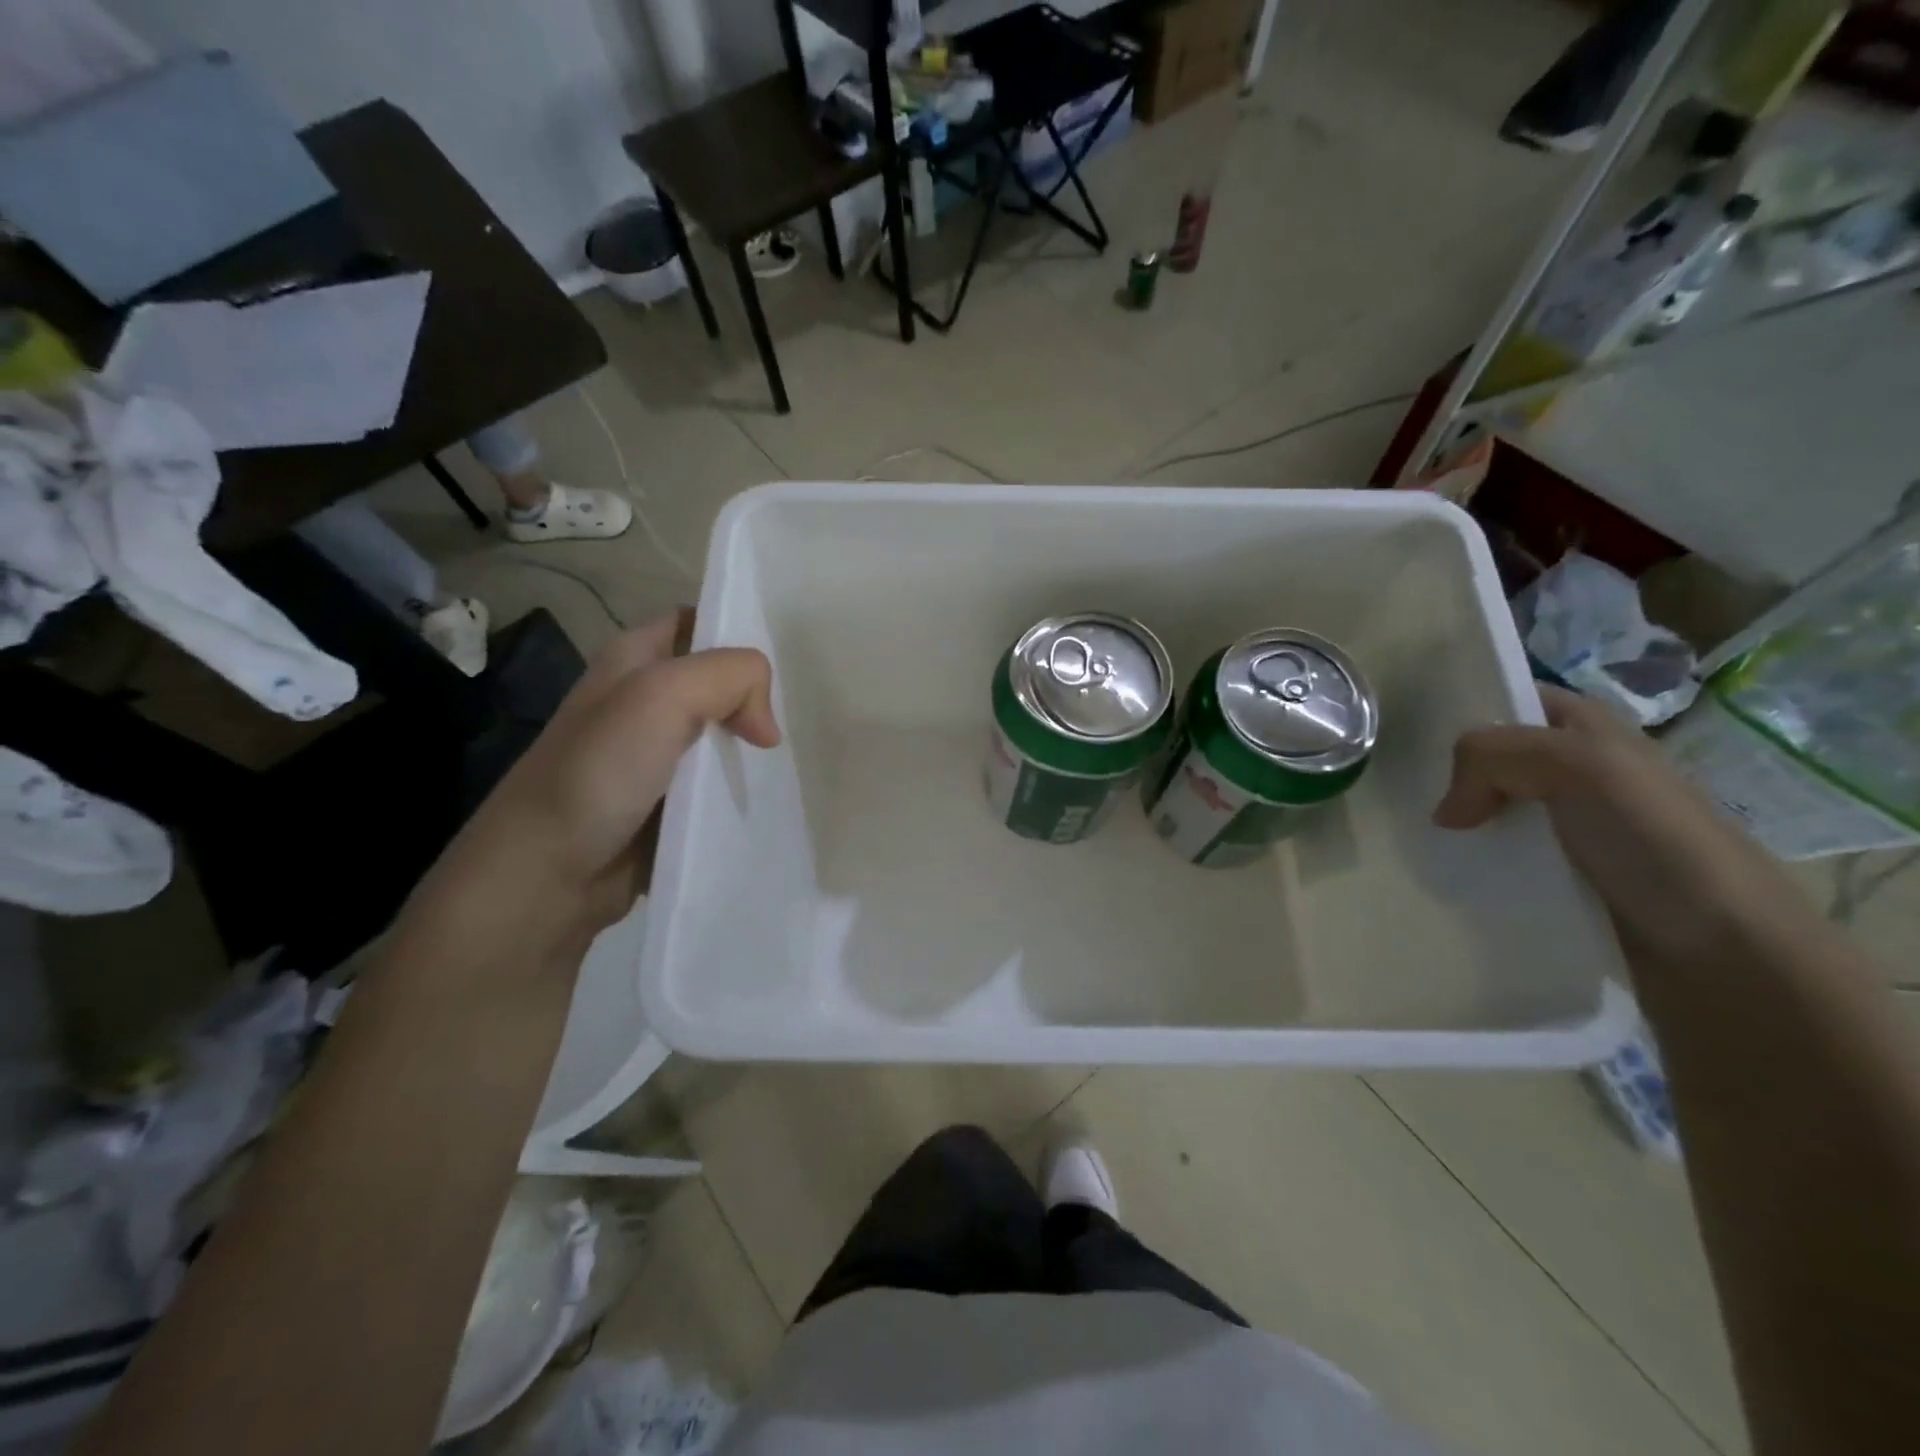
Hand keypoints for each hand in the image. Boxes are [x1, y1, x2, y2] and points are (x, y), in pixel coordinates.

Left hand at [400, 610, 778, 967]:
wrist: (547, 874)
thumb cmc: (598, 772)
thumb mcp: (661, 696)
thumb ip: (729, 677)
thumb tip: (766, 726)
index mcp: (633, 659)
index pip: (698, 622)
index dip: (738, 630)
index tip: (785, 657)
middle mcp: (645, 701)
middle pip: (720, 681)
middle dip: (760, 693)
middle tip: (806, 713)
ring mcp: (658, 755)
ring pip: (724, 734)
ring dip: (757, 744)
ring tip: (802, 754)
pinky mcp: (670, 802)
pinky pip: (720, 782)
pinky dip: (746, 784)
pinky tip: (776, 791)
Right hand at [1433, 685, 1801, 965]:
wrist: (1723, 950)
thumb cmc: (1657, 839)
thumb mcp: (1580, 766)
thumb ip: (1493, 757)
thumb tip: (1444, 811)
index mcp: (1585, 727)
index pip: (1506, 698)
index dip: (1459, 708)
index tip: (1406, 735)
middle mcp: (1573, 768)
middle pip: (1487, 756)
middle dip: (1443, 770)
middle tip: (1398, 791)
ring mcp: (1563, 824)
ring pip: (1485, 808)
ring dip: (1451, 822)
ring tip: (1412, 836)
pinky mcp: (1555, 874)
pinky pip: (1494, 855)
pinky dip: (1468, 861)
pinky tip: (1444, 869)